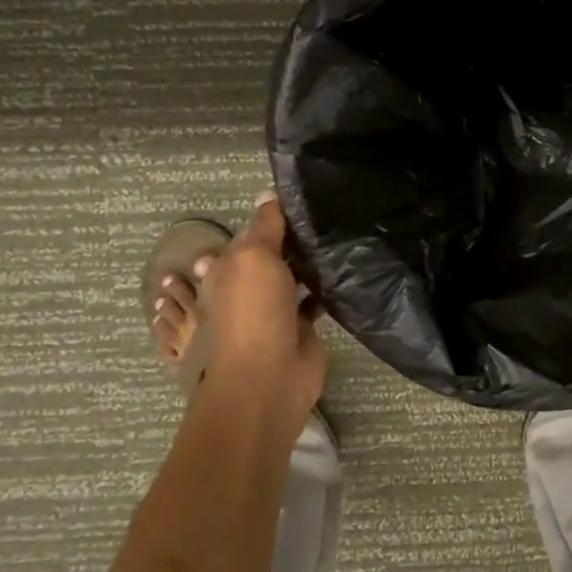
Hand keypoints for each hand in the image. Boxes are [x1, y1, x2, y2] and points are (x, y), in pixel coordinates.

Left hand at [198, 195, 325, 418]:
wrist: (269, 377)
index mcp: (227, 270)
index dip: (265, 220)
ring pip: (291, 278)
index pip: (245, 237)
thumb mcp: (254, 257)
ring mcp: (274, 310)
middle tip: (323, 216)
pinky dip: (325, 288)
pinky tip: (345, 269)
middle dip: (289, 241)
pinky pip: (313, 300)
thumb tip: (266, 194)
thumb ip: (265, 226)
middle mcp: (248, 288)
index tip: (294, 200)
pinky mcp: (300, 328)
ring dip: (308, 263)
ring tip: (337, 235)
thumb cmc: (253, 312)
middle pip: (269, 258)